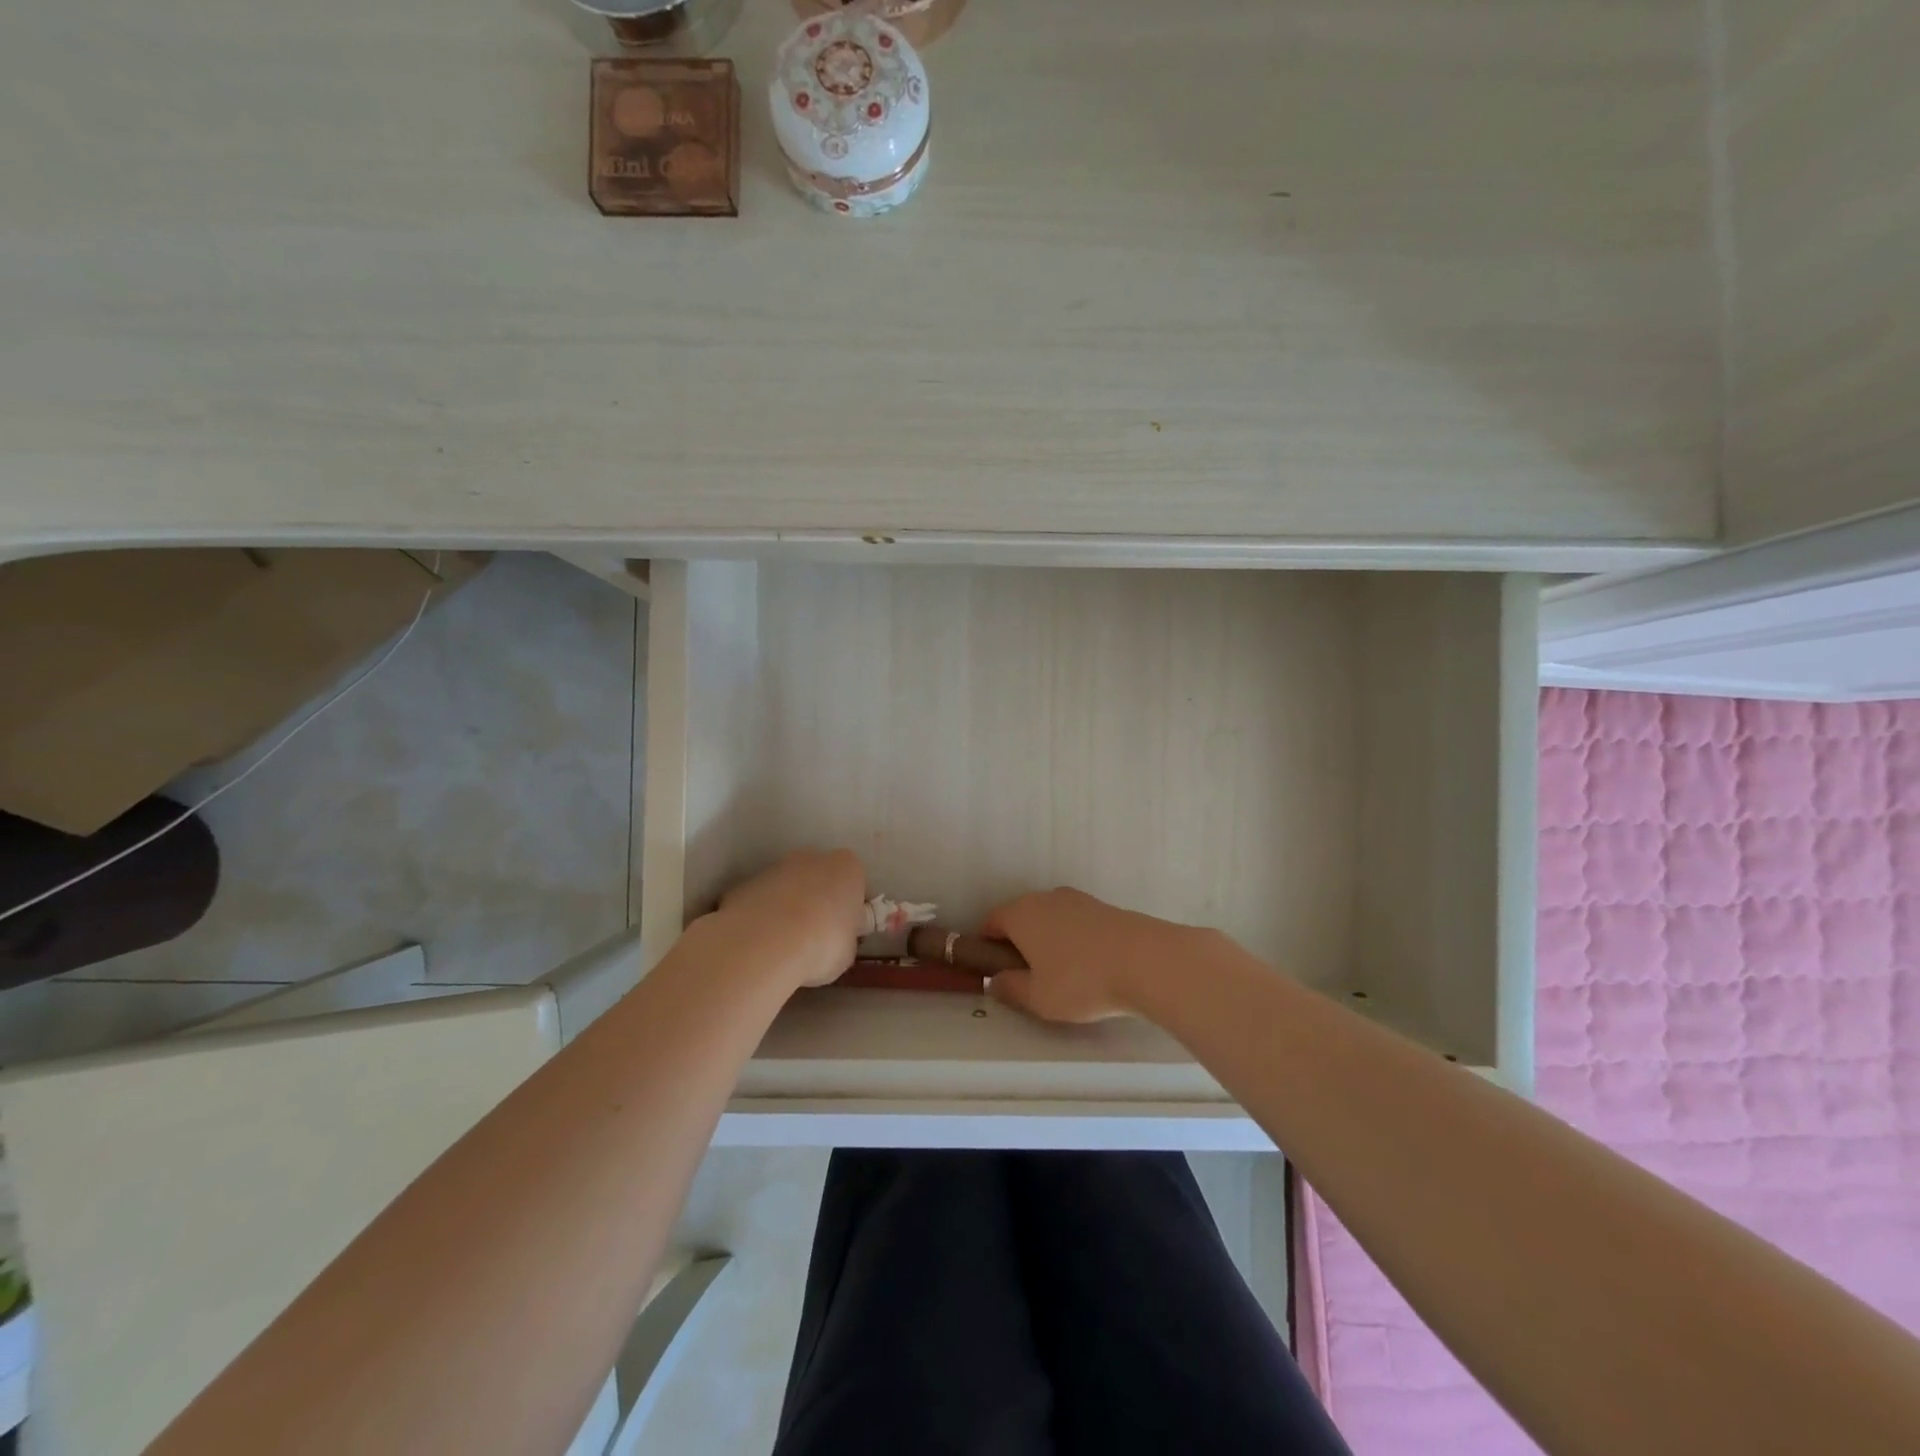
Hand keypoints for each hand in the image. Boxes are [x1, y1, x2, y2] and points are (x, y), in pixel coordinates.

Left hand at [716, 849, 866, 990]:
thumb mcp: (848, 950)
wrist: (767, 943)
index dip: (850, 908)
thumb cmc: (823, 943)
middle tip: (816, 936)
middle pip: (819, 877)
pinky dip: (761, 918)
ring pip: (787, 887)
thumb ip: (844, 937)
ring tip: (784, 946)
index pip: (854, 883)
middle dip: (818, 901)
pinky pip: (760, 901)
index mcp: (847, 868)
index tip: (845, 931)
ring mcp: (776, 868)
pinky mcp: (746, 884)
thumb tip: (834, 942)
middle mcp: (812, 858)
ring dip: (788, 909)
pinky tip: (761, 944)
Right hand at [982, 887, 1206, 1022]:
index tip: (994, 970)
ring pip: (1051, 919)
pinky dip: (1074, 940)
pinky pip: (1076, 923)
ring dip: (1049, 941)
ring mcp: (1077, 899)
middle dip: (1019, 943)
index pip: (991, 922)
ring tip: (1062, 975)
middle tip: (1027, 977)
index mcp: (1020, 914)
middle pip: (1021, 917)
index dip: (987, 946)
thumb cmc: (1081, 981)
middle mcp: (1045, 898)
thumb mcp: (1037, 998)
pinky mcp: (1103, 907)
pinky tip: (1089, 966)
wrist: (1146, 961)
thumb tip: (995, 981)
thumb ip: (1010, 989)